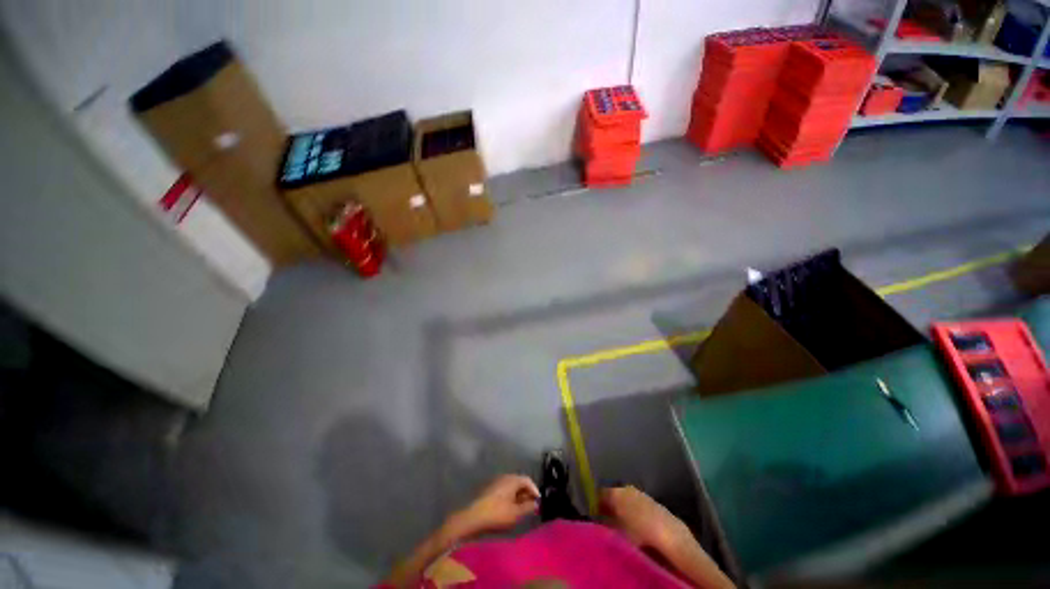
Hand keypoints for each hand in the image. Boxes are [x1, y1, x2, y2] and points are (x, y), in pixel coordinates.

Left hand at [452, 475, 539, 535]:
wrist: (473, 518)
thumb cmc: (497, 514)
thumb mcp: (516, 513)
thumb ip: (528, 507)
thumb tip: (535, 503)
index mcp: (512, 479)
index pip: (528, 481)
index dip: (535, 490)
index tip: (538, 502)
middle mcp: (505, 477)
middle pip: (519, 483)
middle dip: (526, 494)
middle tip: (531, 507)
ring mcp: (496, 483)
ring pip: (511, 487)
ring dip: (518, 497)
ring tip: (521, 510)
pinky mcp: (490, 490)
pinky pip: (504, 491)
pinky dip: (510, 498)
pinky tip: (509, 510)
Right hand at [600, 486, 691, 551]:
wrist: (668, 533)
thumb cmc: (638, 532)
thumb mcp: (616, 531)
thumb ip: (605, 522)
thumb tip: (597, 519)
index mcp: (614, 492)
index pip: (599, 493)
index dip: (594, 503)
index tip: (592, 513)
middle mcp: (625, 488)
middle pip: (612, 494)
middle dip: (608, 505)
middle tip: (604, 519)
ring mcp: (639, 492)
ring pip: (624, 498)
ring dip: (621, 507)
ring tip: (619, 522)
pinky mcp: (650, 499)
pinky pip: (635, 502)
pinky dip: (631, 509)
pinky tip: (634, 522)